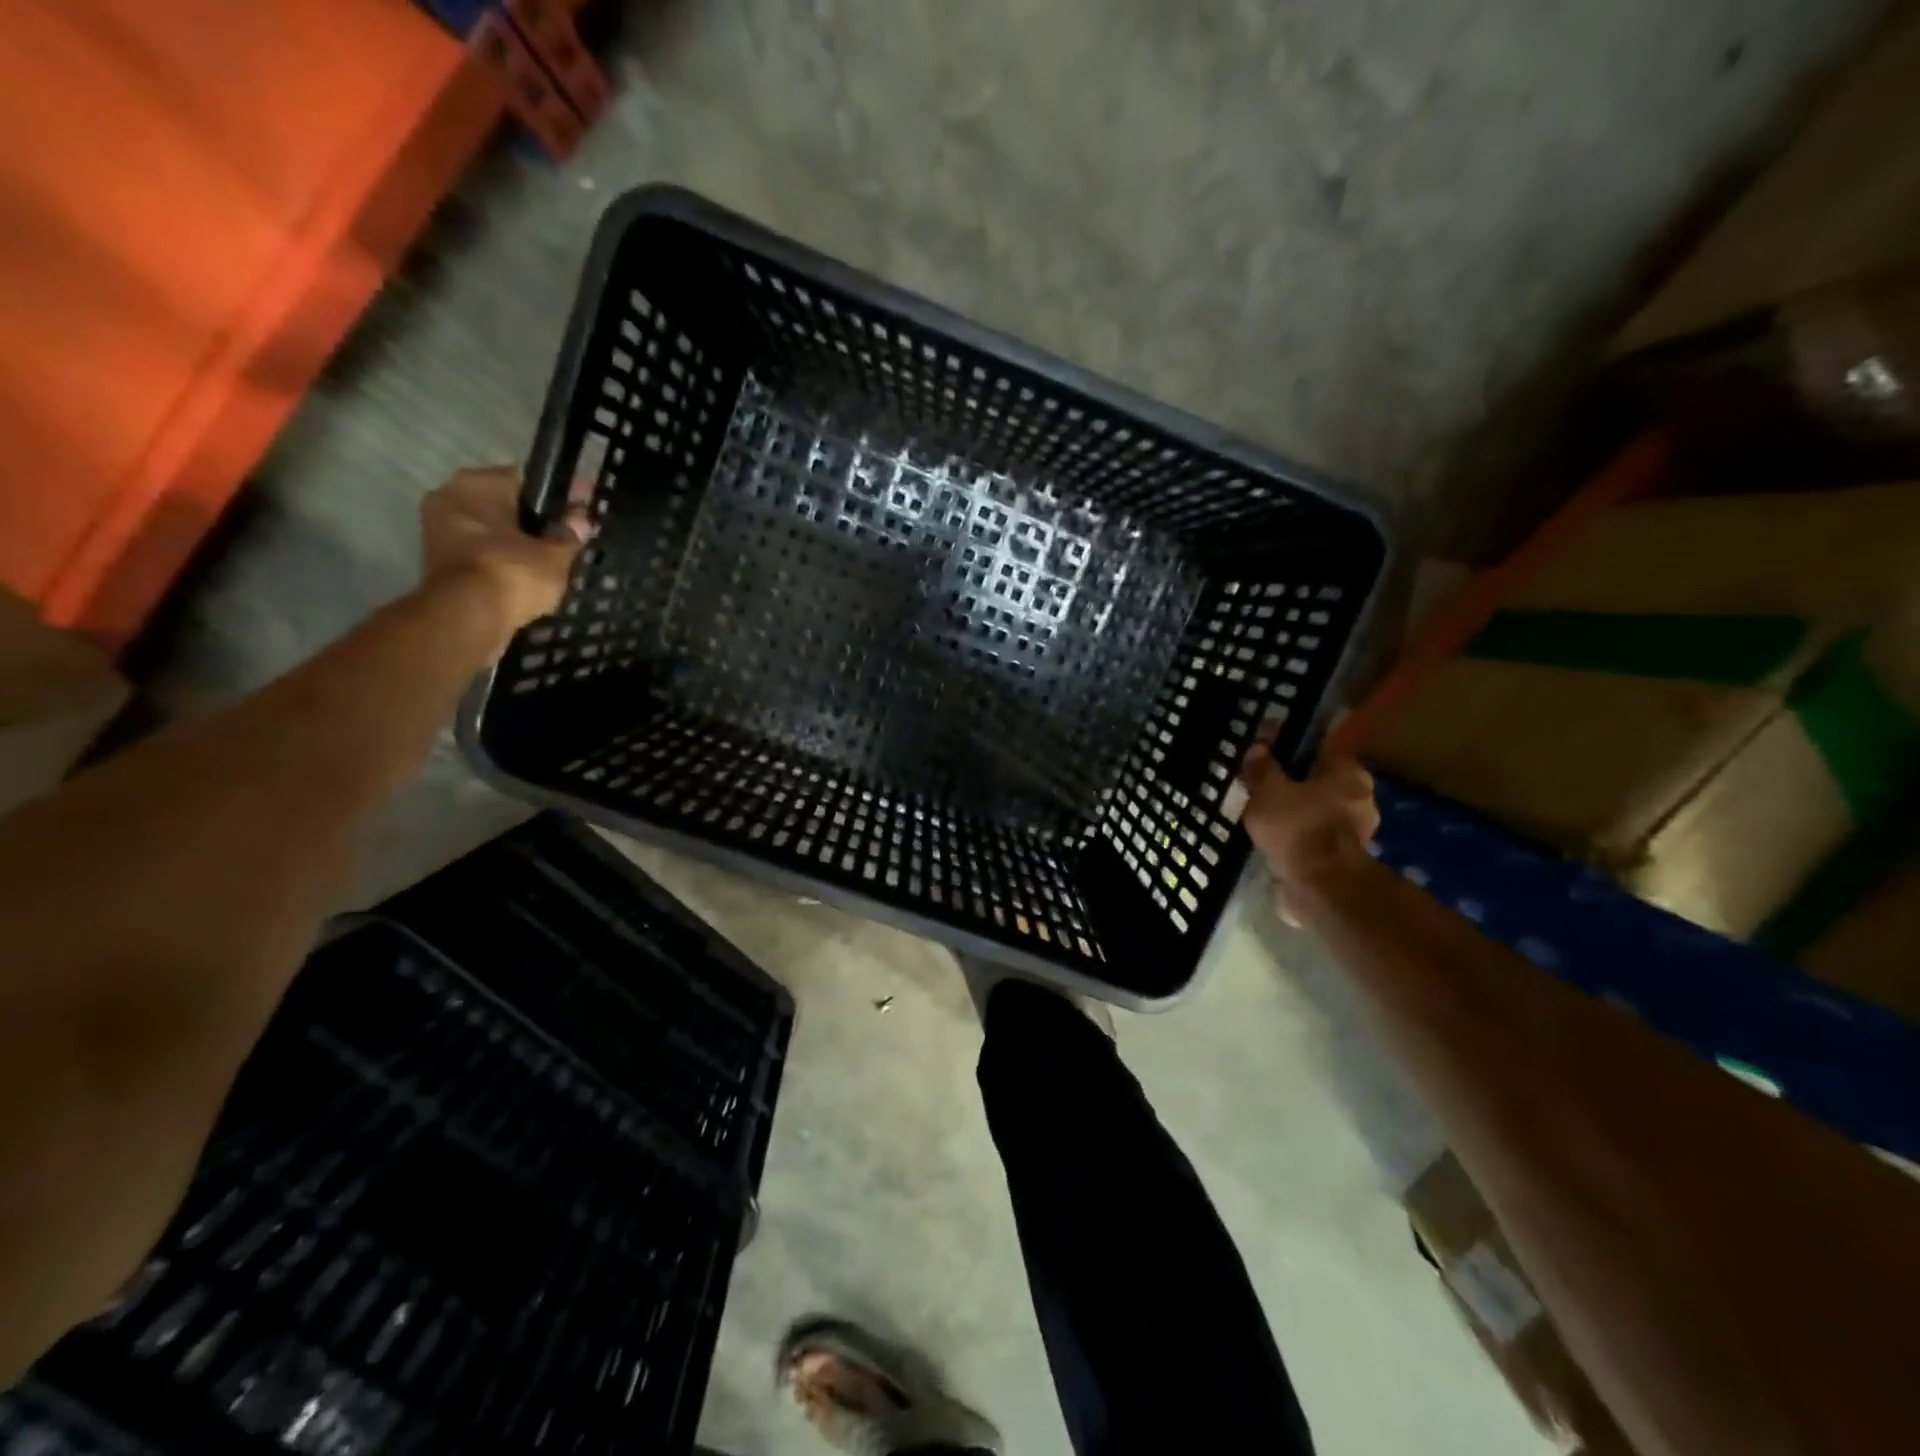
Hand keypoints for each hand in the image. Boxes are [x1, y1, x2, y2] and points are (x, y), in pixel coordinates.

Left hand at [420, 467, 589, 636]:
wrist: (467, 617)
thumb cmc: (512, 572)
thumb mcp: (554, 555)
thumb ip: (569, 534)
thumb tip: (582, 519)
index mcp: (477, 483)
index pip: (527, 478)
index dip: (560, 493)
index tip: (584, 504)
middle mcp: (451, 497)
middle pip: (506, 504)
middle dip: (536, 518)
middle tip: (569, 534)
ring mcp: (439, 529)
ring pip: (492, 529)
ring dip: (518, 541)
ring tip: (553, 557)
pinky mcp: (439, 561)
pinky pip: (482, 552)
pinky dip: (503, 560)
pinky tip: (529, 574)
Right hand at [1238, 748, 1379, 924]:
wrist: (1320, 886)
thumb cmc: (1298, 826)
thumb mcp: (1267, 790)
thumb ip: (1262, 768)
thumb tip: (1258, 748)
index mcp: (1349, 773)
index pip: (1320, 752)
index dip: (1292, 753)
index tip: (1268, 759)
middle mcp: (1361, 799)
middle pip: (1321, 785)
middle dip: (1295, 788)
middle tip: (1263, 791)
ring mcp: (1357, 832)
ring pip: (1318, 814)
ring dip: (1297, 816)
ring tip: (1264, 820)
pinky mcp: (1344, 860)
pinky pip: (1315, 840)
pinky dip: (1299, 841)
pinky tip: (1275, 843)